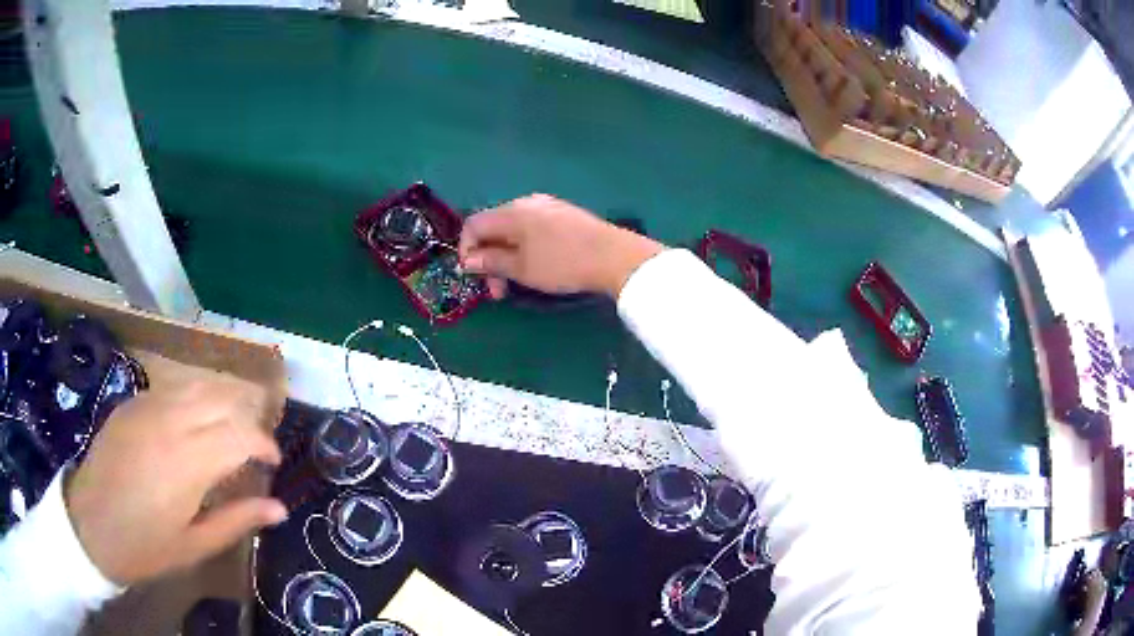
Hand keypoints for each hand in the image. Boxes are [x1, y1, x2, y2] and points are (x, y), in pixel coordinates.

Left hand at [65, 379, 286, 585]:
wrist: (90, 524)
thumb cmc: (145, 545)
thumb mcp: (195, 545)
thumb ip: (237, 520)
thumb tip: (279, 508)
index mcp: (187, 461)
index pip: (240, 433)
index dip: (263, 443)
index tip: (272, 461)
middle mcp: (170, 422)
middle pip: (222, 398)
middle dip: (247, 415)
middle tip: (255, 443)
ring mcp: (147, 406)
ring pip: (197, 384)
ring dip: (222, 399)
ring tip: (229, 425)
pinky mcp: (131, 403)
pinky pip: (172, 388)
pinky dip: (194, 398)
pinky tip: (193, 422)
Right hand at [459, 194, 663, 298]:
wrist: (615, 256)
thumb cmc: (563, 263)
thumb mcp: (522, 268)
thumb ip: (491, 261)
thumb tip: (467, 260)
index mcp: (511, 212)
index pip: (473, 225)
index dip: (466, 250)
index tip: (474, 276)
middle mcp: (526, 202)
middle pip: (493, 227)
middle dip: (489, 258)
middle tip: (498, 290)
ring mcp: (547, 205)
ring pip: (513, 229)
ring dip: (507, 255)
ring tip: (517, 282)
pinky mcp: (563, 213)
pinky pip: (532, 228)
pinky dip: (525, 247)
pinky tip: (537, 265)